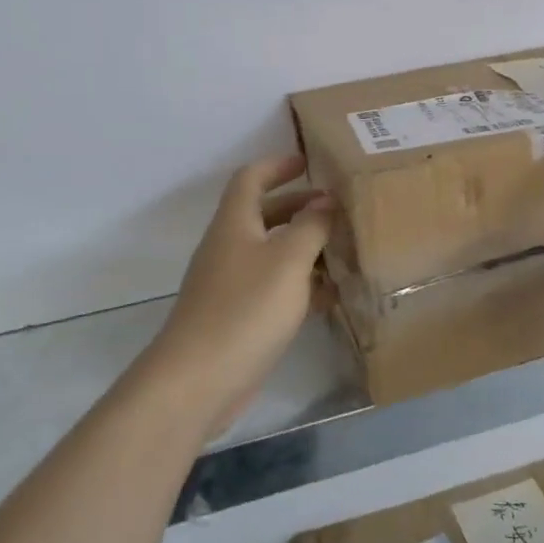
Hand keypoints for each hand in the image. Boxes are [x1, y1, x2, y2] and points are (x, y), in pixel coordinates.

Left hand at [142, 154, 333, 437]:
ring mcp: (231, 284)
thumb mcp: (288, 259)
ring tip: (344, 249)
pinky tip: (332, 295)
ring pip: (272, 252)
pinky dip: (301, 284)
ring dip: (304, 247)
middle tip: (338, 208)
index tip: (310, 162)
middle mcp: (229, 247)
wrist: (198, 380)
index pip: (251, 178)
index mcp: (234, 223)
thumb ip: (311, 226)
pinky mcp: (238, 317)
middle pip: (264, 214)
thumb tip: (325, 201)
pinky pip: (274, 288)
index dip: (278, 165)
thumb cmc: (245, 308)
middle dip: (300, 206)